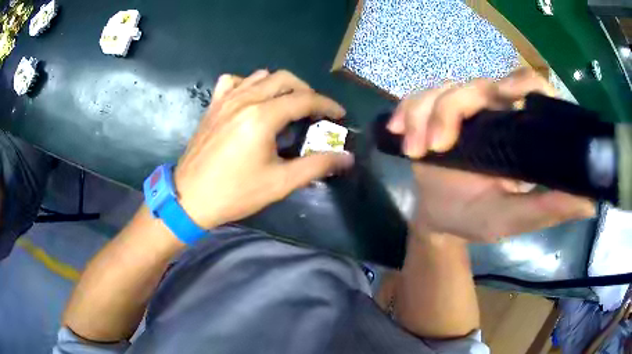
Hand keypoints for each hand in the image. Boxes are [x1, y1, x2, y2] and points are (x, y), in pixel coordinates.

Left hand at [175, 70, 353, 229]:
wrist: (190, 198)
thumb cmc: (235, 193)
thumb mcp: (279, 183)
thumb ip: (316, 166)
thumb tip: (347, 158)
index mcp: (262, 116)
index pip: (304, 99)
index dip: (327, 105)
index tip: (339, 114)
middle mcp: (244, 99)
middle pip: (285, 79)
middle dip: (306, 91)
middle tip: (314, 111)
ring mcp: (225, 99)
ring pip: (260, 76)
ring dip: (280, 86)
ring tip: (287, 105)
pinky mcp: (213, 105)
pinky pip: (234, 81)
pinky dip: (249, 84)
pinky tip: (251, 99)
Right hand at [388, 68, 594, 241]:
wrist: (439, 220)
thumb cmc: (477, 218)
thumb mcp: (514, 218)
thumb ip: (548, 208)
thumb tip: (590, 201)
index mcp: (518, 130)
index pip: (529, 87)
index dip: (521, 83)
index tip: (508, 97)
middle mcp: (492, 111)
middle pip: (475, 85)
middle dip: (451, 109)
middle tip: (436, 146)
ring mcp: (460, 110)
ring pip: (441, 90)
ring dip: (423, 116)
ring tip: (415, 152)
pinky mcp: (431, 113)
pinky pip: (415, 99)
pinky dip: (405, 113)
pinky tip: (397, 134)